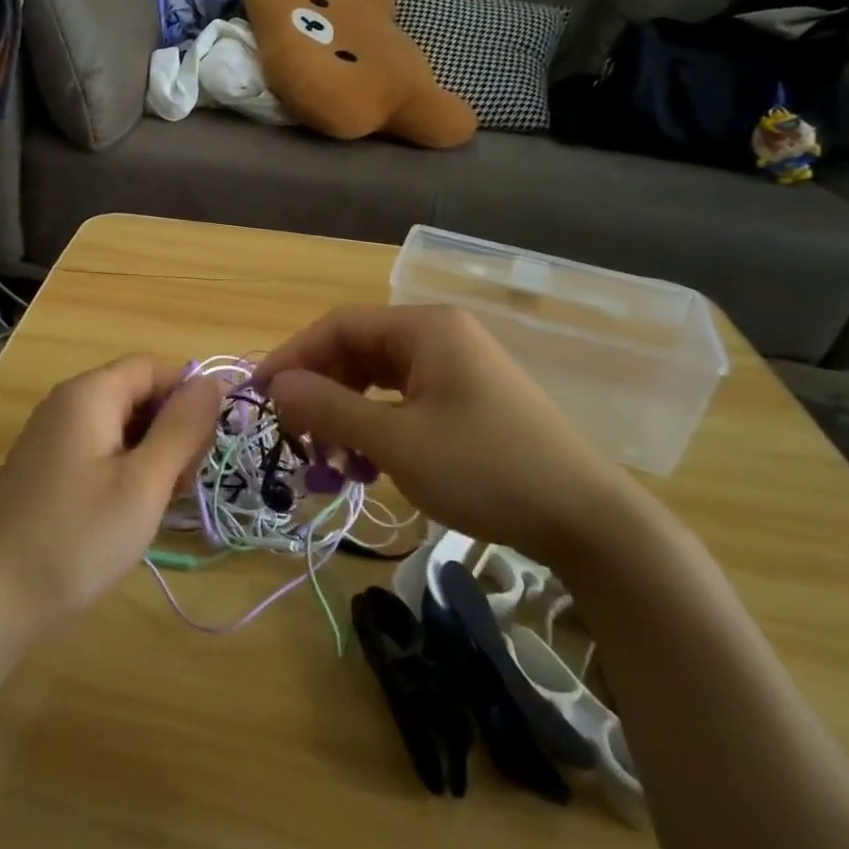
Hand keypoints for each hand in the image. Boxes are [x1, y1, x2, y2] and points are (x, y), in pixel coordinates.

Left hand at [0, 356, 223, 637]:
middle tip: (177, 488)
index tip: (202, 451)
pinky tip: (125, 515)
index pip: (156, 368)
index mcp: (90, 393)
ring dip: (151, 457)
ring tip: (153, 508)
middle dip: (171, 432)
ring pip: (122, 427)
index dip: (188, 399)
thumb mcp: (144, 483)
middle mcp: (67, 403)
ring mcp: (52, 437)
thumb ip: (183, 426)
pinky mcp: (45, 469)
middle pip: (139, 394)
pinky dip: (124, 473)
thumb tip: (213, 381)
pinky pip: (99, 452)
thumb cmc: (76, 537)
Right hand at [255, 305, 638, 568]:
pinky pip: (404, 401)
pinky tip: (368, 465)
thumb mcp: (397, 442)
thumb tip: (276, 387)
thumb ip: (330, 409)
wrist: (588, 521)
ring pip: (378, 380)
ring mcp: (457, 368)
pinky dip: (376, 427)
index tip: (259, 394)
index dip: (292, 356)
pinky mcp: (467, 400)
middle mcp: (440, 337)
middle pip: (358, 351)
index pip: (339, 326)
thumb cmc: (486, 470)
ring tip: (331, 462)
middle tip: (295, 435)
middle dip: (320, 392)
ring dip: (346, 415)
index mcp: (425, 329)